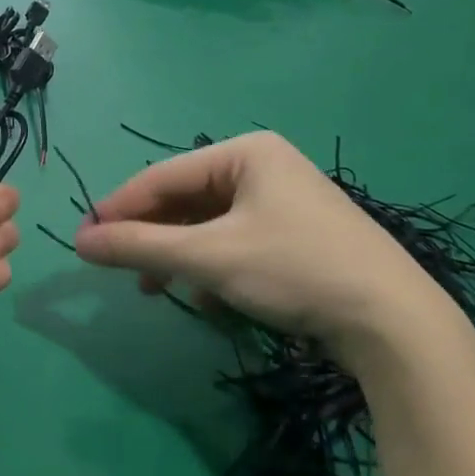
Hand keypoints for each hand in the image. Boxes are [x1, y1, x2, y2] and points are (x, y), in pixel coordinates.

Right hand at [72, 131, 468, 381]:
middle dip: (152, 237)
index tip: (83, 238)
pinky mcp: (297, 236)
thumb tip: (79, 241)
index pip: (163, 175)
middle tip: (119, 269)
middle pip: (186, 200)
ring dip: (179, 257)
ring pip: (208, 225)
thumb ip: (139, 246)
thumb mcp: (209, 256)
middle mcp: (264, 166)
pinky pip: (234, 243)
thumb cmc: (294, 269)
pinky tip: (207, 298)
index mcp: (245, 152)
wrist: (395, 323)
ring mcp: (284, 202)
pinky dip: (212, 267)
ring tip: (156, 289)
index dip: (119, 208)